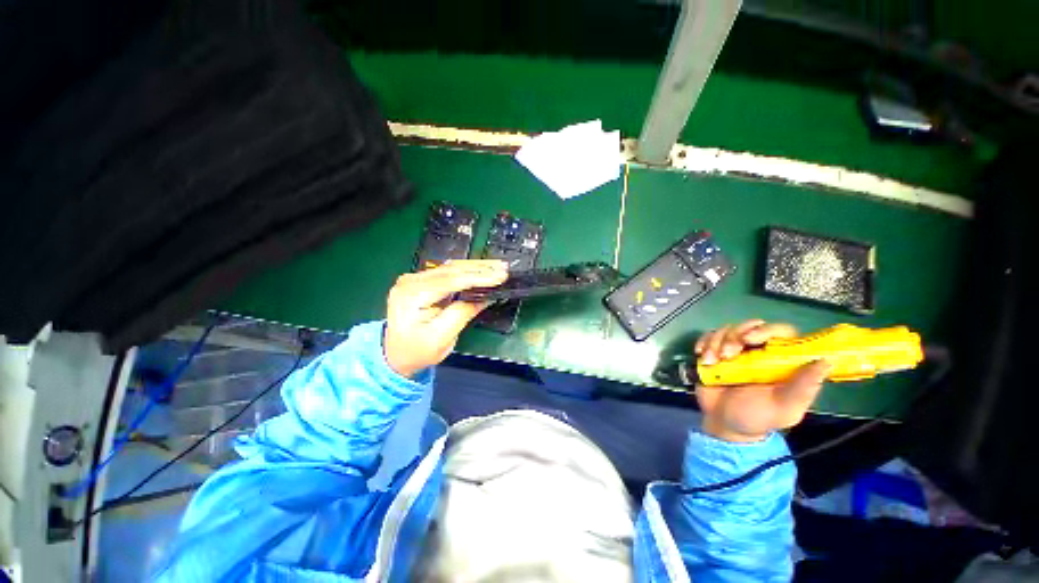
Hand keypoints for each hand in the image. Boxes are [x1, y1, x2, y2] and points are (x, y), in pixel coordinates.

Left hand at [384, 260, 508, 377]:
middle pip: (449, 270)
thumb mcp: (441, 338)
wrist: (396, 355)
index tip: (500, 276)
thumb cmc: (417, 351)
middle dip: (479, 269)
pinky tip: (480, 271)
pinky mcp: (418, 281)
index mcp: (411, 295)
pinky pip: (444, 273)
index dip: (477, 277)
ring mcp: (412, 279)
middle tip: (504, 268)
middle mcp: (409, 281)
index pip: (450, 280)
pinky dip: (464, 273)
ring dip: (474, 268)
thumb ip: (461, 314)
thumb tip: (483, 298)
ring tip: (497, 268)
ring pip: (448, 269)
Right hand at [694, 320, 830, 442]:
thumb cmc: (759, 419)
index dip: (767, 329)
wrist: (725, 430)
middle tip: (730, 354)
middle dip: (737, 334)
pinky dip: (705, 343)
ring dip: (719, 342)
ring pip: (730, 329)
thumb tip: (827, 361)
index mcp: (781, 358)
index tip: (753, 339)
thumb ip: (805, 387)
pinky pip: (711, 337)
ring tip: (714, 361)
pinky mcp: (719, 353)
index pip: (780, 331)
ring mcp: (739, 350)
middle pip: (752, 325)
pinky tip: (703, 357)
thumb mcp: (785, 408)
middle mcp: (762, 349)